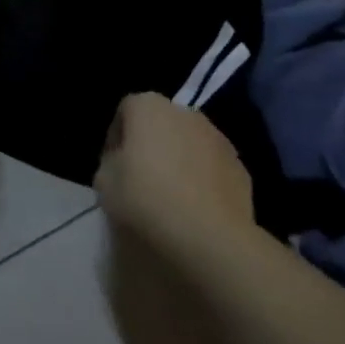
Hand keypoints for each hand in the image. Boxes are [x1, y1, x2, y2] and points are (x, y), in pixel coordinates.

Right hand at [93, 94, 254, 257]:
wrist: (209, 235)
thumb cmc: (146, 199)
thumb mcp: (104, 181)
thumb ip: (110, 162)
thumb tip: (123, 162)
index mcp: (149, 108)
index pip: (125, 110)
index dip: (116, 138)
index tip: (113, 165)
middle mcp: (186, 113)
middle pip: (161, 123)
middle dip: (151, 144)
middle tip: (140, 178)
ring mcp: (218, 137)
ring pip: (189, 143)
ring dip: (179, 159)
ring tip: (171, 195)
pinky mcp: (240, 166)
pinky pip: (211, 166)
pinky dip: (203, 178)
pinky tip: (195, 207)